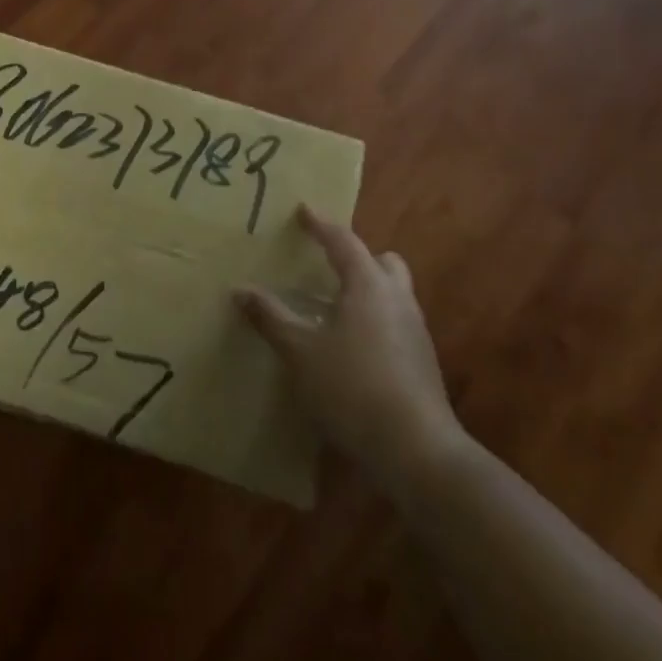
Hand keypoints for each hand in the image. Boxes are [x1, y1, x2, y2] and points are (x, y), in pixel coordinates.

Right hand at [237, 206, 464, 486]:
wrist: (416, 450)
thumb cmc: (352, 387)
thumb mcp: (300, 351)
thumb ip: (271, 317)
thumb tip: (240, 289)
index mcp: (368, 284)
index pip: (343, 240)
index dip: (320, 224)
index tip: (303, 210)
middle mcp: (397, 298)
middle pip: (381, 261)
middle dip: (356, 256)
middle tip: (326, 262)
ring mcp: (415, 330)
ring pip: (392, 292)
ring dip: (366, 288)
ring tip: (333, 304)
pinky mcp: (422, 361)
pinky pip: (395, 321)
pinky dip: (373, 318)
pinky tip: (351, 344)